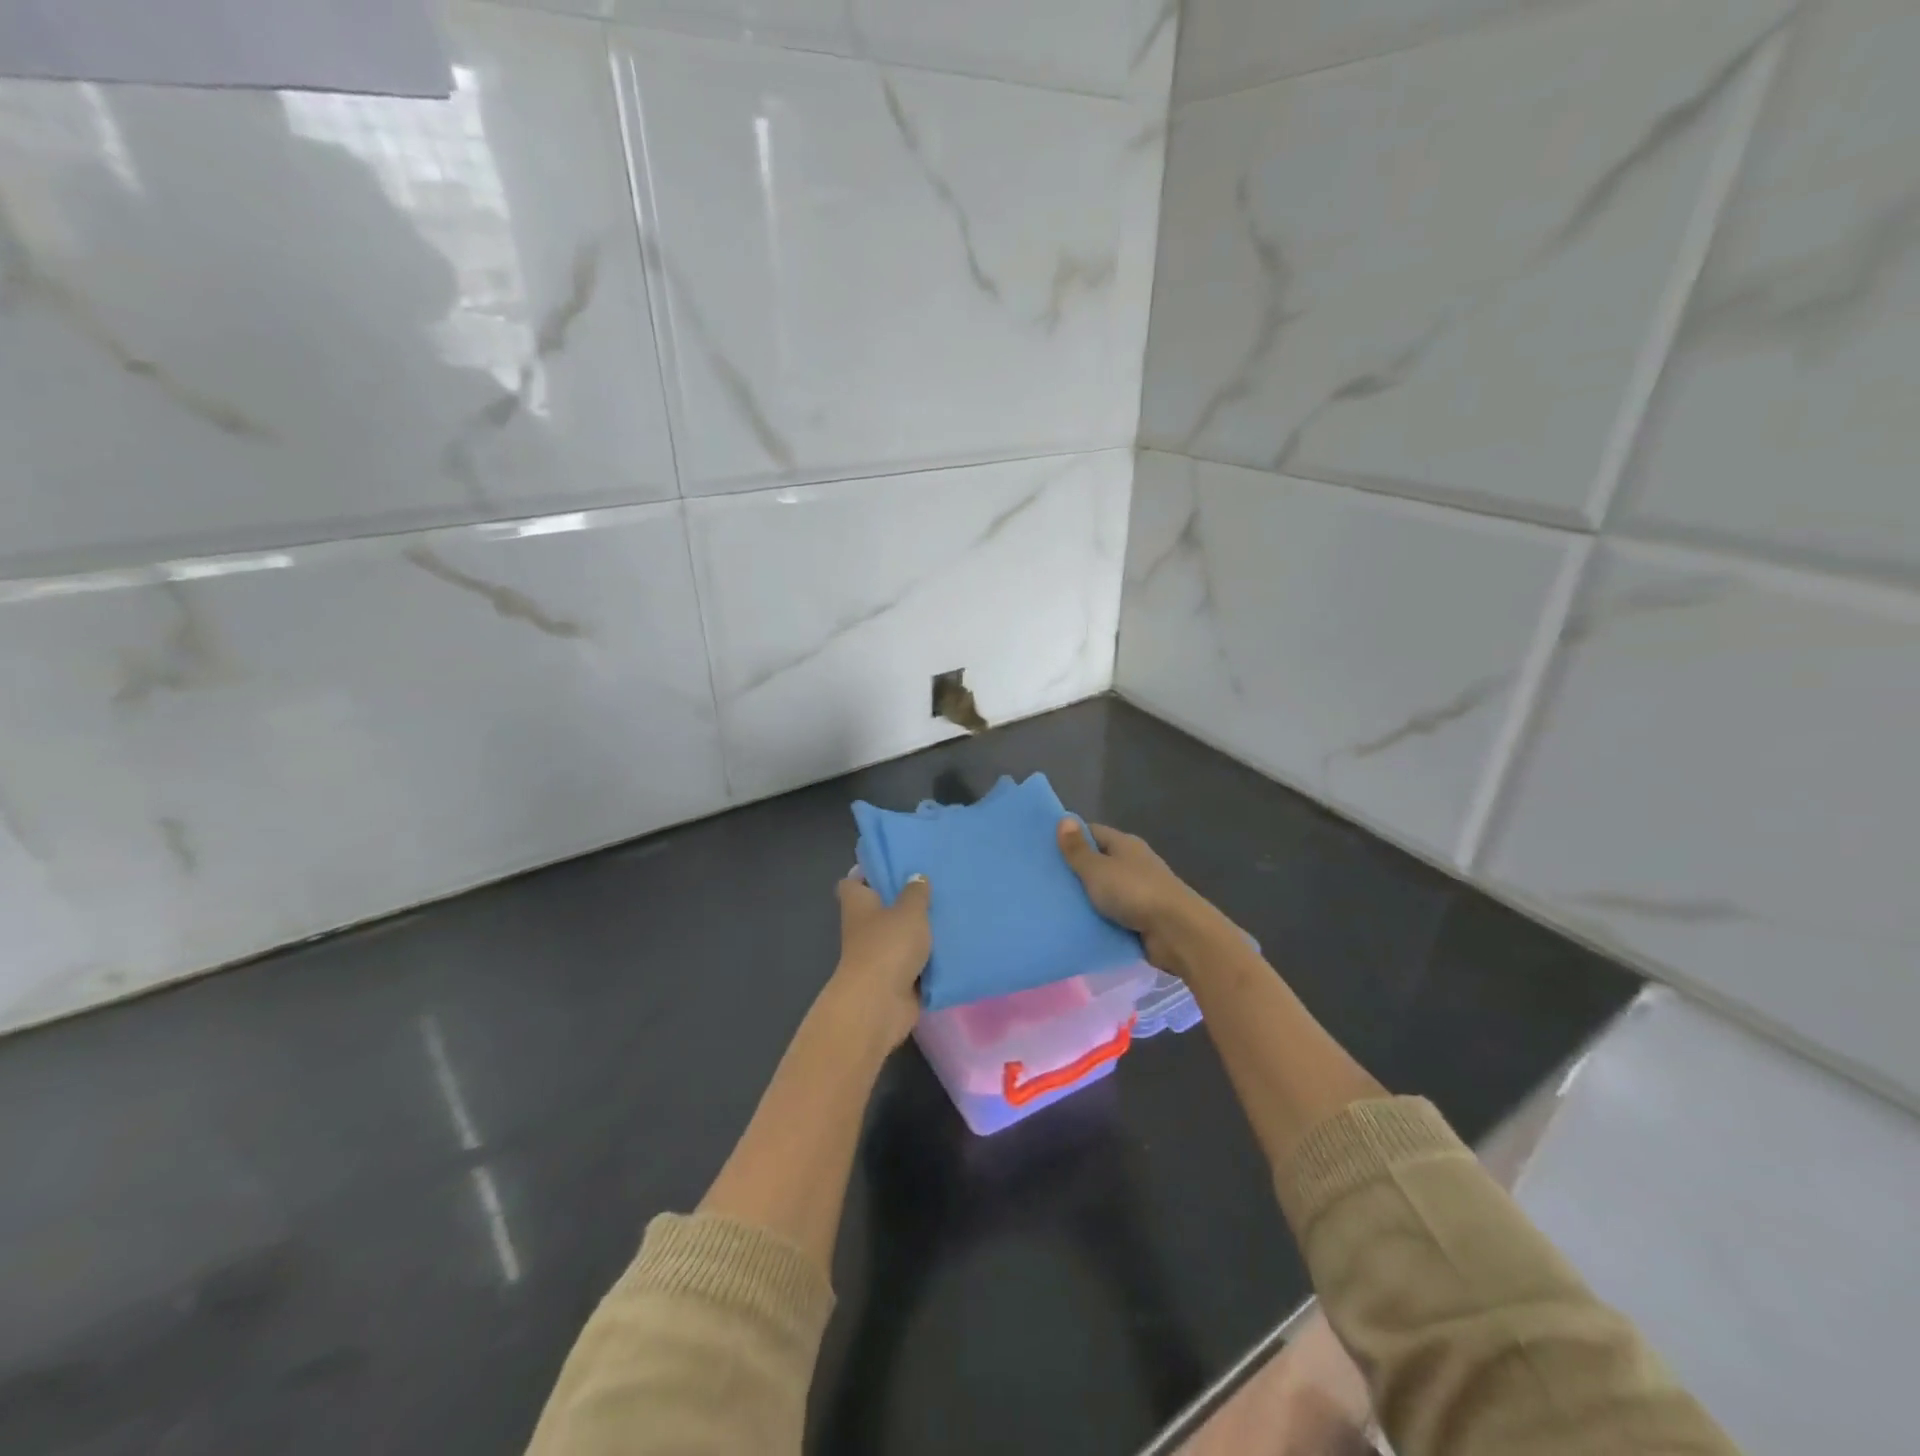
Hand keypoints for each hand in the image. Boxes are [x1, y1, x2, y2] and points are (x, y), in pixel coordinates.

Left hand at [827, 871, 931, 1050]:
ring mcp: (879, 956)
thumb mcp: (908, 911)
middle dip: (903, 901)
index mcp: (859, 905)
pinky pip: (915, 963)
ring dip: (919, 932)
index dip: (867, 873)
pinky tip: (953, 945)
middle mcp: (864, 928)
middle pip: (880, 909)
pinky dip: (929, 959)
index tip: (891, 865)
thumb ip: (915, 893)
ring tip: (949, 913)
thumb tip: (916, 877)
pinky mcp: (895, 979)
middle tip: (933, 886)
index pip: (853, 883)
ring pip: (900, 937)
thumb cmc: (888, 946)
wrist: (880, 1004)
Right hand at [1056, 819, 1221, 973]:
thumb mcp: (1098, 869)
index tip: (1043, 849)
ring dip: (1085, 898)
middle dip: (1073, 871)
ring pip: (1104, 891)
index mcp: (1124, 845)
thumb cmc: (1134, 892)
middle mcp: (1133, 863)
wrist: (1177, 932)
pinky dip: (1098, 919)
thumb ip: (1078, 850)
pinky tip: (1075, 925)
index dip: (1069, 838)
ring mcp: (1139, 891)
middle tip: (1041, 881)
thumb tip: (1064, 819)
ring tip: (1052, 905)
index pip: (1092, 833)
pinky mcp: (1142, 918)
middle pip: (1098, 862)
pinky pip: (1112, 915)